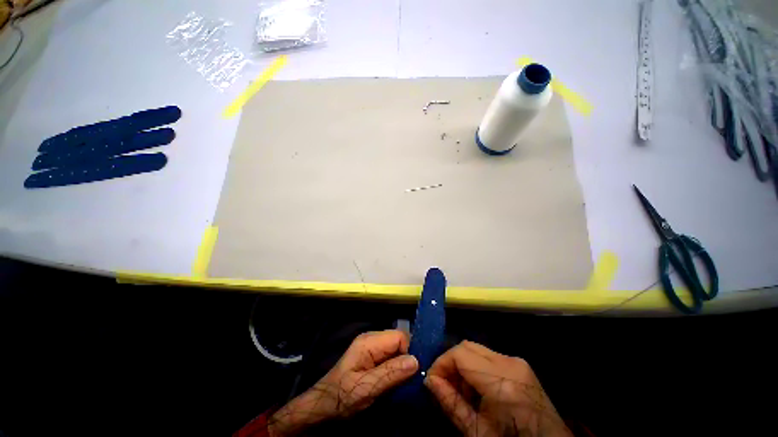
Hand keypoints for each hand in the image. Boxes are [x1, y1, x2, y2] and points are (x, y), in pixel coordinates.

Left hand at [268, 330, 417, 435]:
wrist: (321, 408)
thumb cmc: (341, 398)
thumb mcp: (366, 388)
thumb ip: (391, 373)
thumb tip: (416, 361)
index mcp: (370, 341)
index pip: (400, 336)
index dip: (409, 352)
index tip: (412, 374)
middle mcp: (372, 339)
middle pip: (399, 341)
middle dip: (406, 359)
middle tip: (407, 381)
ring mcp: (371, 348)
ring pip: (396, 350)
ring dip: (401, 366)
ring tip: (401, 384)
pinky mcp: (371, 357)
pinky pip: (390, 357)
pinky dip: (395, 369)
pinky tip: (393, 382)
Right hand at [425, 341, 570, 436]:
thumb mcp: (477, 432)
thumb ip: (451, 403)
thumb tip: (429, 380)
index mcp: (502, 382)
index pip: (460, 354)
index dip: (441, 363)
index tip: (432, 380)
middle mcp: (510, 363)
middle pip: (467, 346)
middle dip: (450, 362)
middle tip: (443, 383)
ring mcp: (517, 361)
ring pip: (476, 349)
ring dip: (462, 364)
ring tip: (460, 388)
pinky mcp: (520, 364)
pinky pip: (488, 356)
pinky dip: (476, 366)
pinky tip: (477, 387)